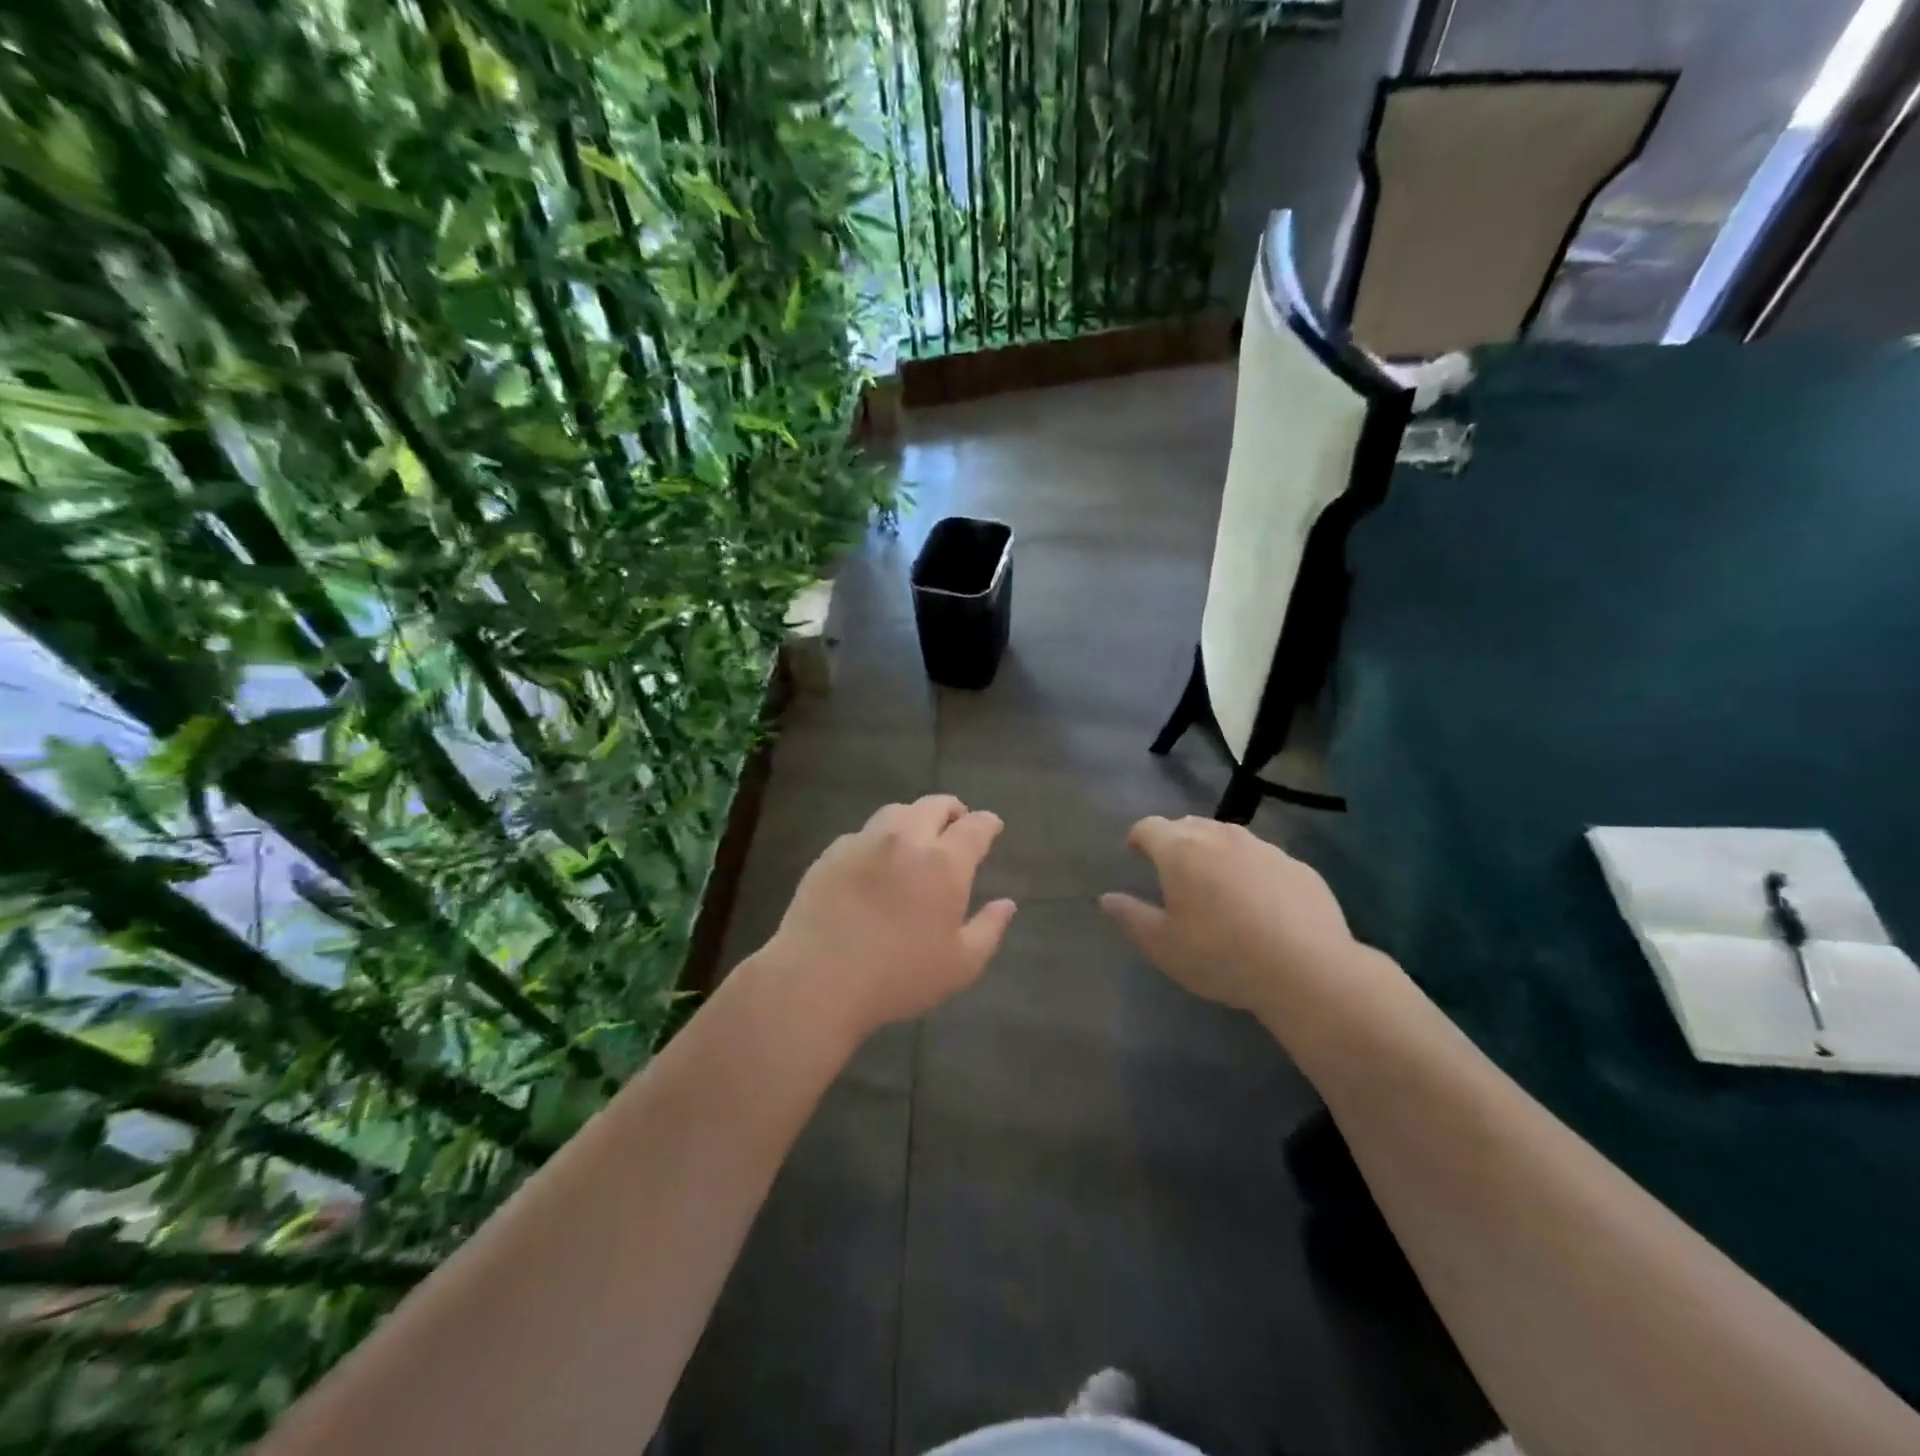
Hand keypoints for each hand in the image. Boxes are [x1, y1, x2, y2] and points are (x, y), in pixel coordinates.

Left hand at [766, 795, 1016, 1039]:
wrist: (817, 979)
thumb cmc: (898, 977)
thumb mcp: (960, 966)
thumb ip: (989, 930)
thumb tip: (1007, 904)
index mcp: (944, 863)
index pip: (974, 827)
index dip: (988, 823)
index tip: (992, 826)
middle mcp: (905, 839)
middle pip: (934, 805)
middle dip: (952, 810)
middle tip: (957, 823)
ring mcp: (864, 842)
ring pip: (896, 812)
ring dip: (914, 817)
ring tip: (917, 836)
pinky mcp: (831, 854)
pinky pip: (862, 834)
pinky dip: (878, 839)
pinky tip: (875, 861)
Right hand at [1100, 816, 1356, 1014]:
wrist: (1308, 970)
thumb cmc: (1222, 957)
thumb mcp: (1164, 947)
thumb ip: (1131, 917)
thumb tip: (1107, 898)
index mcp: (1181, 851)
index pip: (1149, 827)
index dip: (1138, 838)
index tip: (1135, 854)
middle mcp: (1221, 837)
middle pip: (1188, 825)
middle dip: (1175, 841)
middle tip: (1173, 871)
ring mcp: (1263, 848)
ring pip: (1228, 837)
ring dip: (1214, 851)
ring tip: (1216, 883)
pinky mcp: (1298, 865)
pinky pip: (1263, 858)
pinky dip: (1251, 869)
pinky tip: (1259, 902)